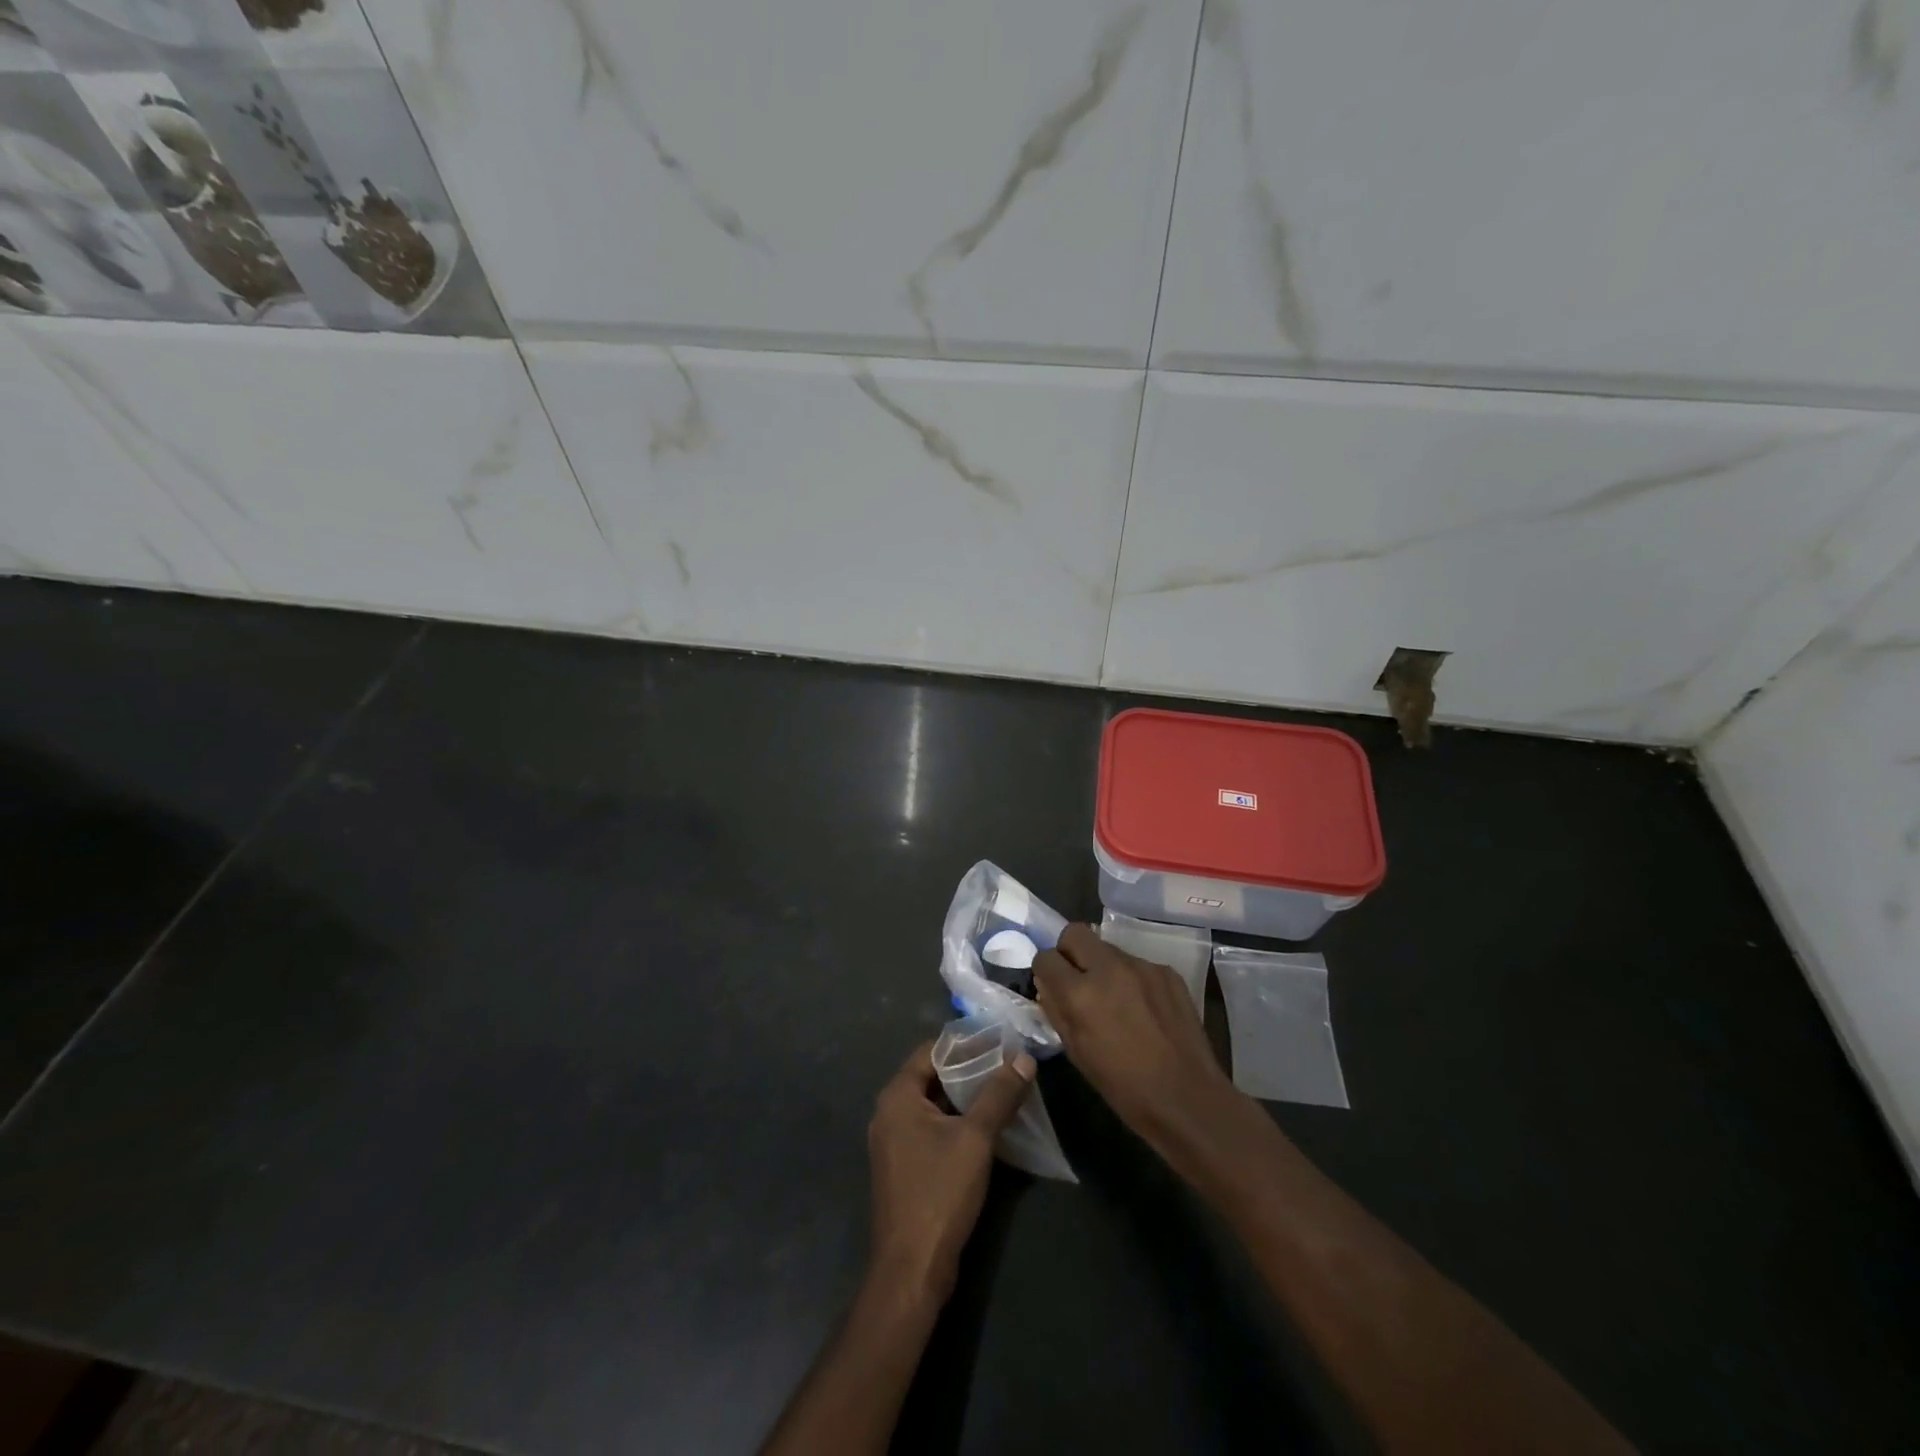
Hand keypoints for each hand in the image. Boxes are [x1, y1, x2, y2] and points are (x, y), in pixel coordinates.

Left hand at [866, 1040, 1034, 1304]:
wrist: (912, 1269)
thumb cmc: (940, 1192)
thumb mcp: (976, 1138)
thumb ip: (999, 1095)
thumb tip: (1023, 1059)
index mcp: (897, 1096)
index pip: (932, 1051)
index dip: (966, 1044)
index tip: (999, 1039)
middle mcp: (889, 1112)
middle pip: (932, 1076)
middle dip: (970, 1070)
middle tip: (1008, 1063)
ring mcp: (894, 1142)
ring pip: (934, 1105)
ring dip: (966, 1098)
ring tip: (1004, 1090)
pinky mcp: (904, 1167)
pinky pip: (932, 1130)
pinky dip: (957, 1123)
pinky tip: (988, 1127)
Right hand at [1033, 924, 1245, 1165]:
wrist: (1188, 1099)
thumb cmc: (1124, 1086)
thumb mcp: (1077, 1053)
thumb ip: (1057, 1011)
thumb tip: (1048, 987)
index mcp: (1081, 993)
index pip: (1046, 957)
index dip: (1045, 971)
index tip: (1052, 986)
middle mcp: (1109, 968)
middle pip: (1075, 933)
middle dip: (1070, 952)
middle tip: (1078, 981)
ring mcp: (1142, 966)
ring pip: (1108, 949)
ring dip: (1102, 967)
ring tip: (1115, 1000)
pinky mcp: (1167, 972)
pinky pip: (1137, 965)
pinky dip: (1131, 979)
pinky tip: (1143, 1009)